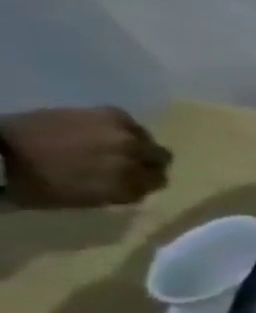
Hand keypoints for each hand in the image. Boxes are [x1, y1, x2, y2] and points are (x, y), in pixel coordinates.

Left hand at [0, 107, 170, 207]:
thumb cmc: (38, 183)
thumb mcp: (87, 198)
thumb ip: (121, 190)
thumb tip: (137, 182)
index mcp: (130, 183)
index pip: (157, 182)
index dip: (142, 182)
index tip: (128, 182)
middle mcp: (135, 157)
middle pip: (160, 159)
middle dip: (146, 162)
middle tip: (124, 164)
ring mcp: (124, 135)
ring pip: (147, 140)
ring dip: (134, 144)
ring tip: (108, 145)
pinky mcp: (110, 114)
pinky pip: (128, 122)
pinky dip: (119, 128)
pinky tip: (99, 131)